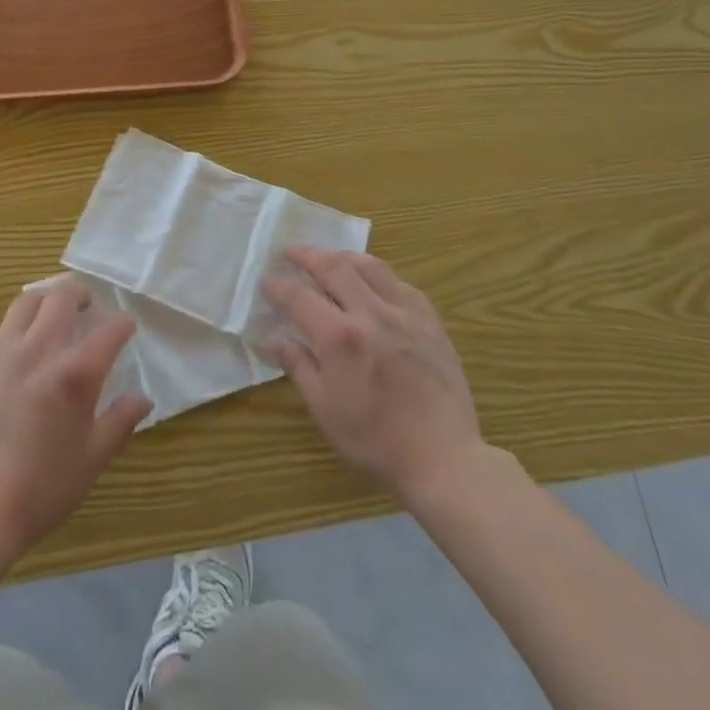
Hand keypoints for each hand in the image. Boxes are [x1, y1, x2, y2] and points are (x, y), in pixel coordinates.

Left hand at [0, 280, 151, 561]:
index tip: (126, 328)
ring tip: (47, 316)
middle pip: (61, 298)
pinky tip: (3, 347)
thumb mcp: (92, 461)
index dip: (122, 325)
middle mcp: (39, 351)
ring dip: (41, 303)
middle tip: (85, 306)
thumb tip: (143, 398)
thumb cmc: (40, 491)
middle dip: (79, 295)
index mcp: (75, 374)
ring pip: (23, 303)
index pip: (110, 331)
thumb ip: (120, 422)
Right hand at [265, 248, 484, 505]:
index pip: (300, 298)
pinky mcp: (430, 320)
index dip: (279, 286)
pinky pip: (400, 283)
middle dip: (307, 255)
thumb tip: (275, 339)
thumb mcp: (324, 410)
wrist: (442, 457)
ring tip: (330, 258)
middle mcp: (370, 313)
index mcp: (339, 337)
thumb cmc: (375, 440)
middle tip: (291, 253)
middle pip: (334, 267)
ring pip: (370, 266)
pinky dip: (379, 275)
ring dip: (344, 256)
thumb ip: (298, 367)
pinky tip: (374, 282)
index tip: (267, 281)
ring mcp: (404, 313)